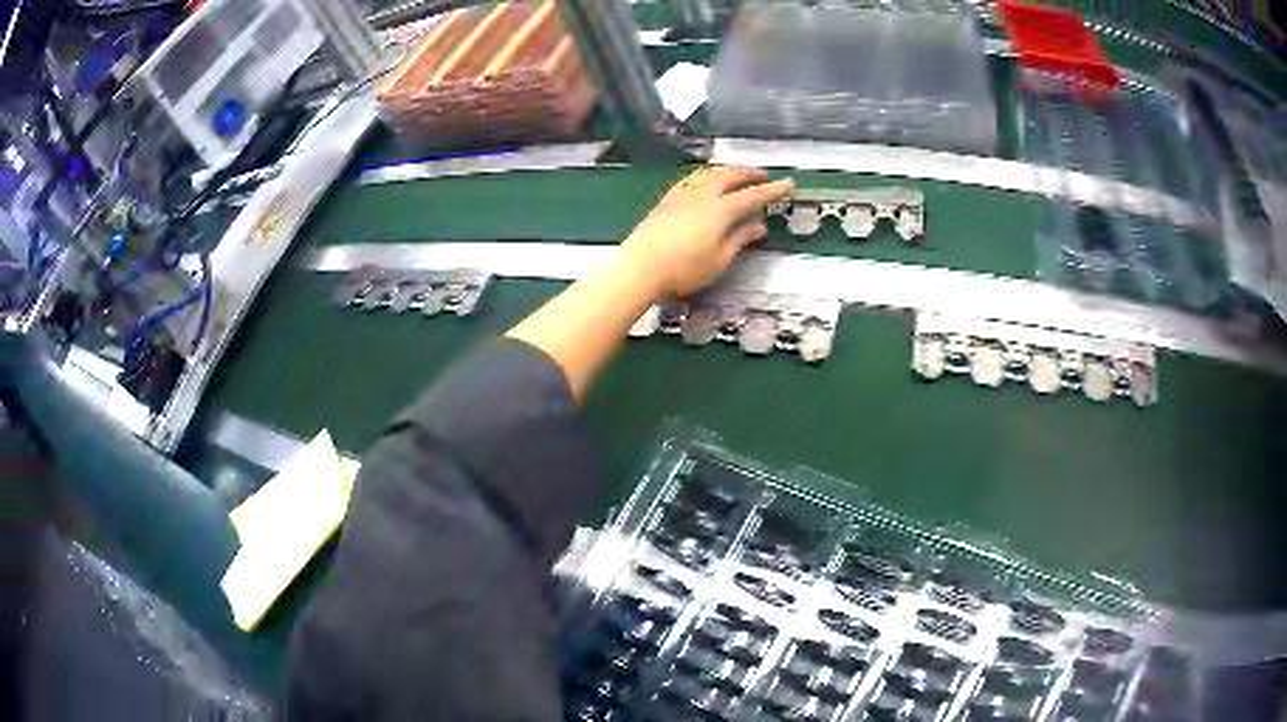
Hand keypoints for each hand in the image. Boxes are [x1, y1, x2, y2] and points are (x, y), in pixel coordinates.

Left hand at [618, 166, 793, 297]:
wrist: (640, 267)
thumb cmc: (684, 269)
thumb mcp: (719, 259)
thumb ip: (740, 238)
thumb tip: (759, 226)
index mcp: (721, 209)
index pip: (753, 195)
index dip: (772, 190)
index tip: (788, 184)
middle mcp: (703, 195)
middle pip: (729, 176)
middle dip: (748, 173)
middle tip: (762, 175)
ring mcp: (682, 194)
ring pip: (709, 174)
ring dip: (727, 171)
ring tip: (736, 175)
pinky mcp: (666, 200)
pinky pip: (693, 180)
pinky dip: (707, 177)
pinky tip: (705, 183)